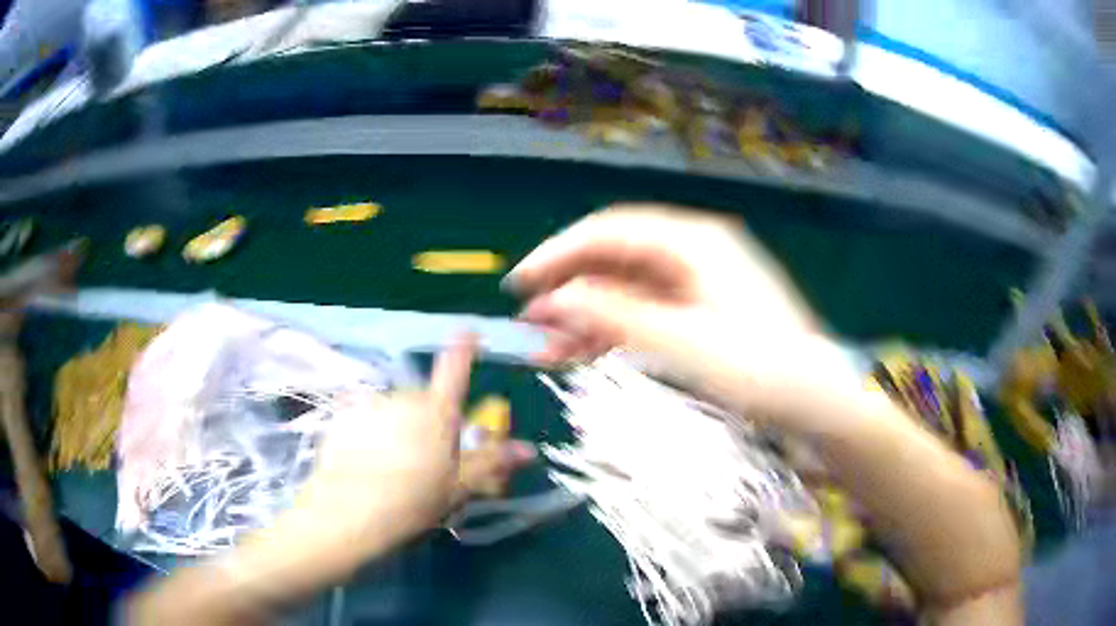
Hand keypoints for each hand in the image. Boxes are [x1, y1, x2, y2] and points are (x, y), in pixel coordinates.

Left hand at [291, 335, 532, 560]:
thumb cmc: (414, 499)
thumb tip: (528, 450)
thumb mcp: (459, 486)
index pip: (454, 369)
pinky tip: (366, 464)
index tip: (468, 331)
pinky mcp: (343, 418)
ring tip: (393, 466)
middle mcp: (403, 398)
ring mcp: (371, 405)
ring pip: (392, 411)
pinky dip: (370, 434)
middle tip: (427, 457)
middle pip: (422, 400)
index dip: (463, 348)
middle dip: (426, 420)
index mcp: (437, 412)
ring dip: (397, 427)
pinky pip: (365, 420)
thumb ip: (491, 462)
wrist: (351, 510)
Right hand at [507, 204, 860, 428]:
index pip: (610, 231)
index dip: (559, 253)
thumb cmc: (763, 368)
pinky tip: (584, 355)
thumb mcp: (686, 343)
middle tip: (530, 325)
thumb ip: (618, 317)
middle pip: (614, 259)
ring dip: (586, 317)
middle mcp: (692, 251)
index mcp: (693, 241)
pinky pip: (644, 312)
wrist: (819, 398)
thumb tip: (557, 299)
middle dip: (569, 290)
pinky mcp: (698, 310)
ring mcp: (696, 281)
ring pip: (625, 289)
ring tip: (548, 351)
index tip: (520, 282)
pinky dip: (613, 331)